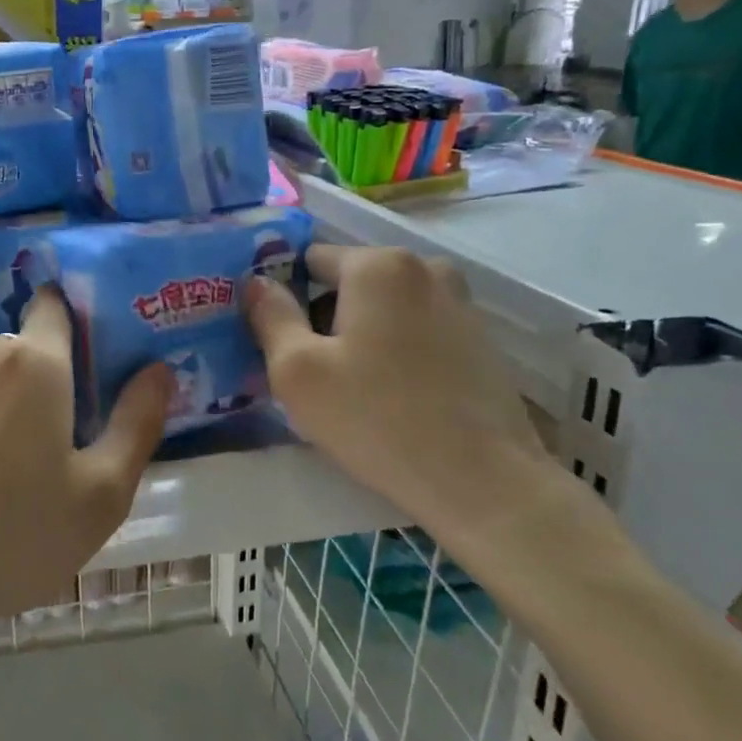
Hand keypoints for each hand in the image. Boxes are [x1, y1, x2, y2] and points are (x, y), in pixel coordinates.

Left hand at [0, 288, 171, 643]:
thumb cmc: (13, 538)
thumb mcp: (101, 495)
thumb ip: (137, 423)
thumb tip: (159, 370)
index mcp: (34, 360)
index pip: (56, 305)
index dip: (73, 326)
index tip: (82, 368)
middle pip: (18, 347)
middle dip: (34, 379)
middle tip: (41, 442)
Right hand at [245, 245, 587, 571]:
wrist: (483, 481)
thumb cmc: (377, 419)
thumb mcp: (298, 372)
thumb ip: (270, 316)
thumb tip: (257, 282)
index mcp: (379, 264)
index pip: (310, 259)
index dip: (287, 297)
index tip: (281, 343)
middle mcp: (425, 267)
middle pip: (349, 283)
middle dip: (325, 318)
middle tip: (315, 376)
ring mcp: (460, 302)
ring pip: (384, 308)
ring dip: (361, 336)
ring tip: (355, 392)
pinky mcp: (480, 339)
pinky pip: (417, 330)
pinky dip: (396, 351)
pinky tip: (395, 399)